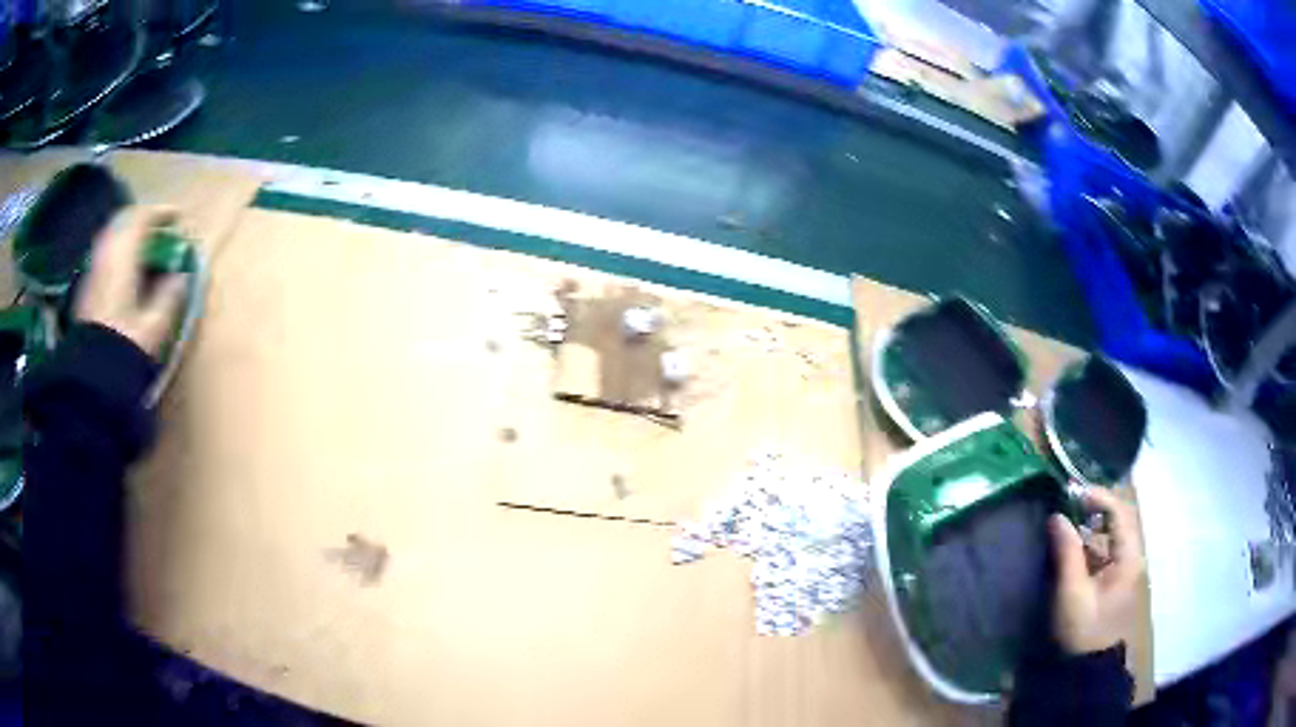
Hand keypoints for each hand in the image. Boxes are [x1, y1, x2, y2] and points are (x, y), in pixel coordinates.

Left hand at [75, 206, 187, 357]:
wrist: (91, 380)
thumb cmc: (124, 347)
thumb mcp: (155, 326)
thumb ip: (169, 295)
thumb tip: (181, 275)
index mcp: (123, 256)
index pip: (142, 218)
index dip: (161, 213)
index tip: (177, 217)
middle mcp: (106, 254)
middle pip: (123, 222)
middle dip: (142, 221)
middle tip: (157, 229)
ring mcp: (93, 271)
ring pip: (111, 237)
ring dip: (127, 236)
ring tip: (141, 247)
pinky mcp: (86, 288)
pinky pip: (103, 255)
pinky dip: (116, 252)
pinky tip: (123, 268)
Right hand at [1048, 486, 1145, 654]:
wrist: (1088, 671)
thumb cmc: (1083, 630)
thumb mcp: (1072, 593)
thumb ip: (1067, 552)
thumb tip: (1057, 515)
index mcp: (1129, 558)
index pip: (1120, 513)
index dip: (1099, 497)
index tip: (1073, 492)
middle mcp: (1132, 559)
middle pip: (1119, 521)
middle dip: (1095, 509)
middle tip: (1069, 503)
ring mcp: (1125, 572)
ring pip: (1112, 537)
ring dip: (1091, 527)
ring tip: (1067, 524)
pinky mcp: (1115, 584)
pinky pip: (1106, 553)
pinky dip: (1090, 545)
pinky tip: (1072, 551)